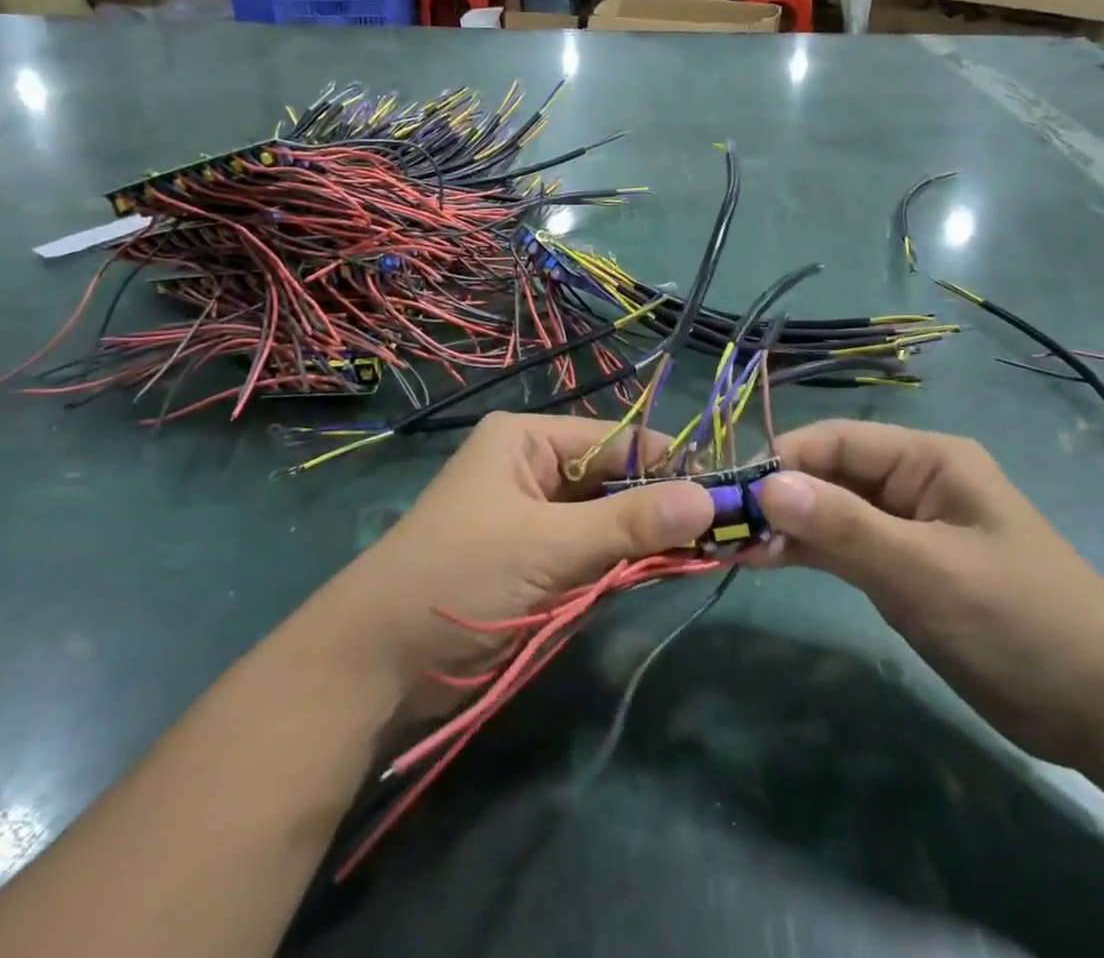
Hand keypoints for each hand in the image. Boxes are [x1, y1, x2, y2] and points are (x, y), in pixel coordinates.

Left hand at [311, 413, 713, 695]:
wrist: (378, 663)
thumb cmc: (460, 575)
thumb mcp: (548, 544)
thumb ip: (628, 523)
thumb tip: (709, 499)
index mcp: (528, 440)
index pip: (617, 440)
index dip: (669, 464)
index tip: (725, 492)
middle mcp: (534, 469)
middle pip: (614, 478)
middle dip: (661, 504)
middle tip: (723, 530)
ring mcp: (535, 518)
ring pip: (608, 518)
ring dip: (646, 538)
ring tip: (705, 551)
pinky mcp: (537, 562)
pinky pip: (593, 552)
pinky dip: (623, 564)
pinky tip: (663, 572)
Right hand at [752, 420, 1103, 772]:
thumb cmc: (1023, 621)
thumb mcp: (929, 571)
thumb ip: (846, 527)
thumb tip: (766, 485)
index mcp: (926, 459)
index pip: (836, 442)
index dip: (783, 460)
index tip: (731, 492)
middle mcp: (911, 483)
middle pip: (828, 475)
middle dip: (777, 497)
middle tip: (721, 526)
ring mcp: (905, 528)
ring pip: (829, 513)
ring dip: (785, 527)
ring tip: (730, 546)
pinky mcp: (902, 570)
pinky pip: (842, 548)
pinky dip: (805, 553)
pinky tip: (764, 561)